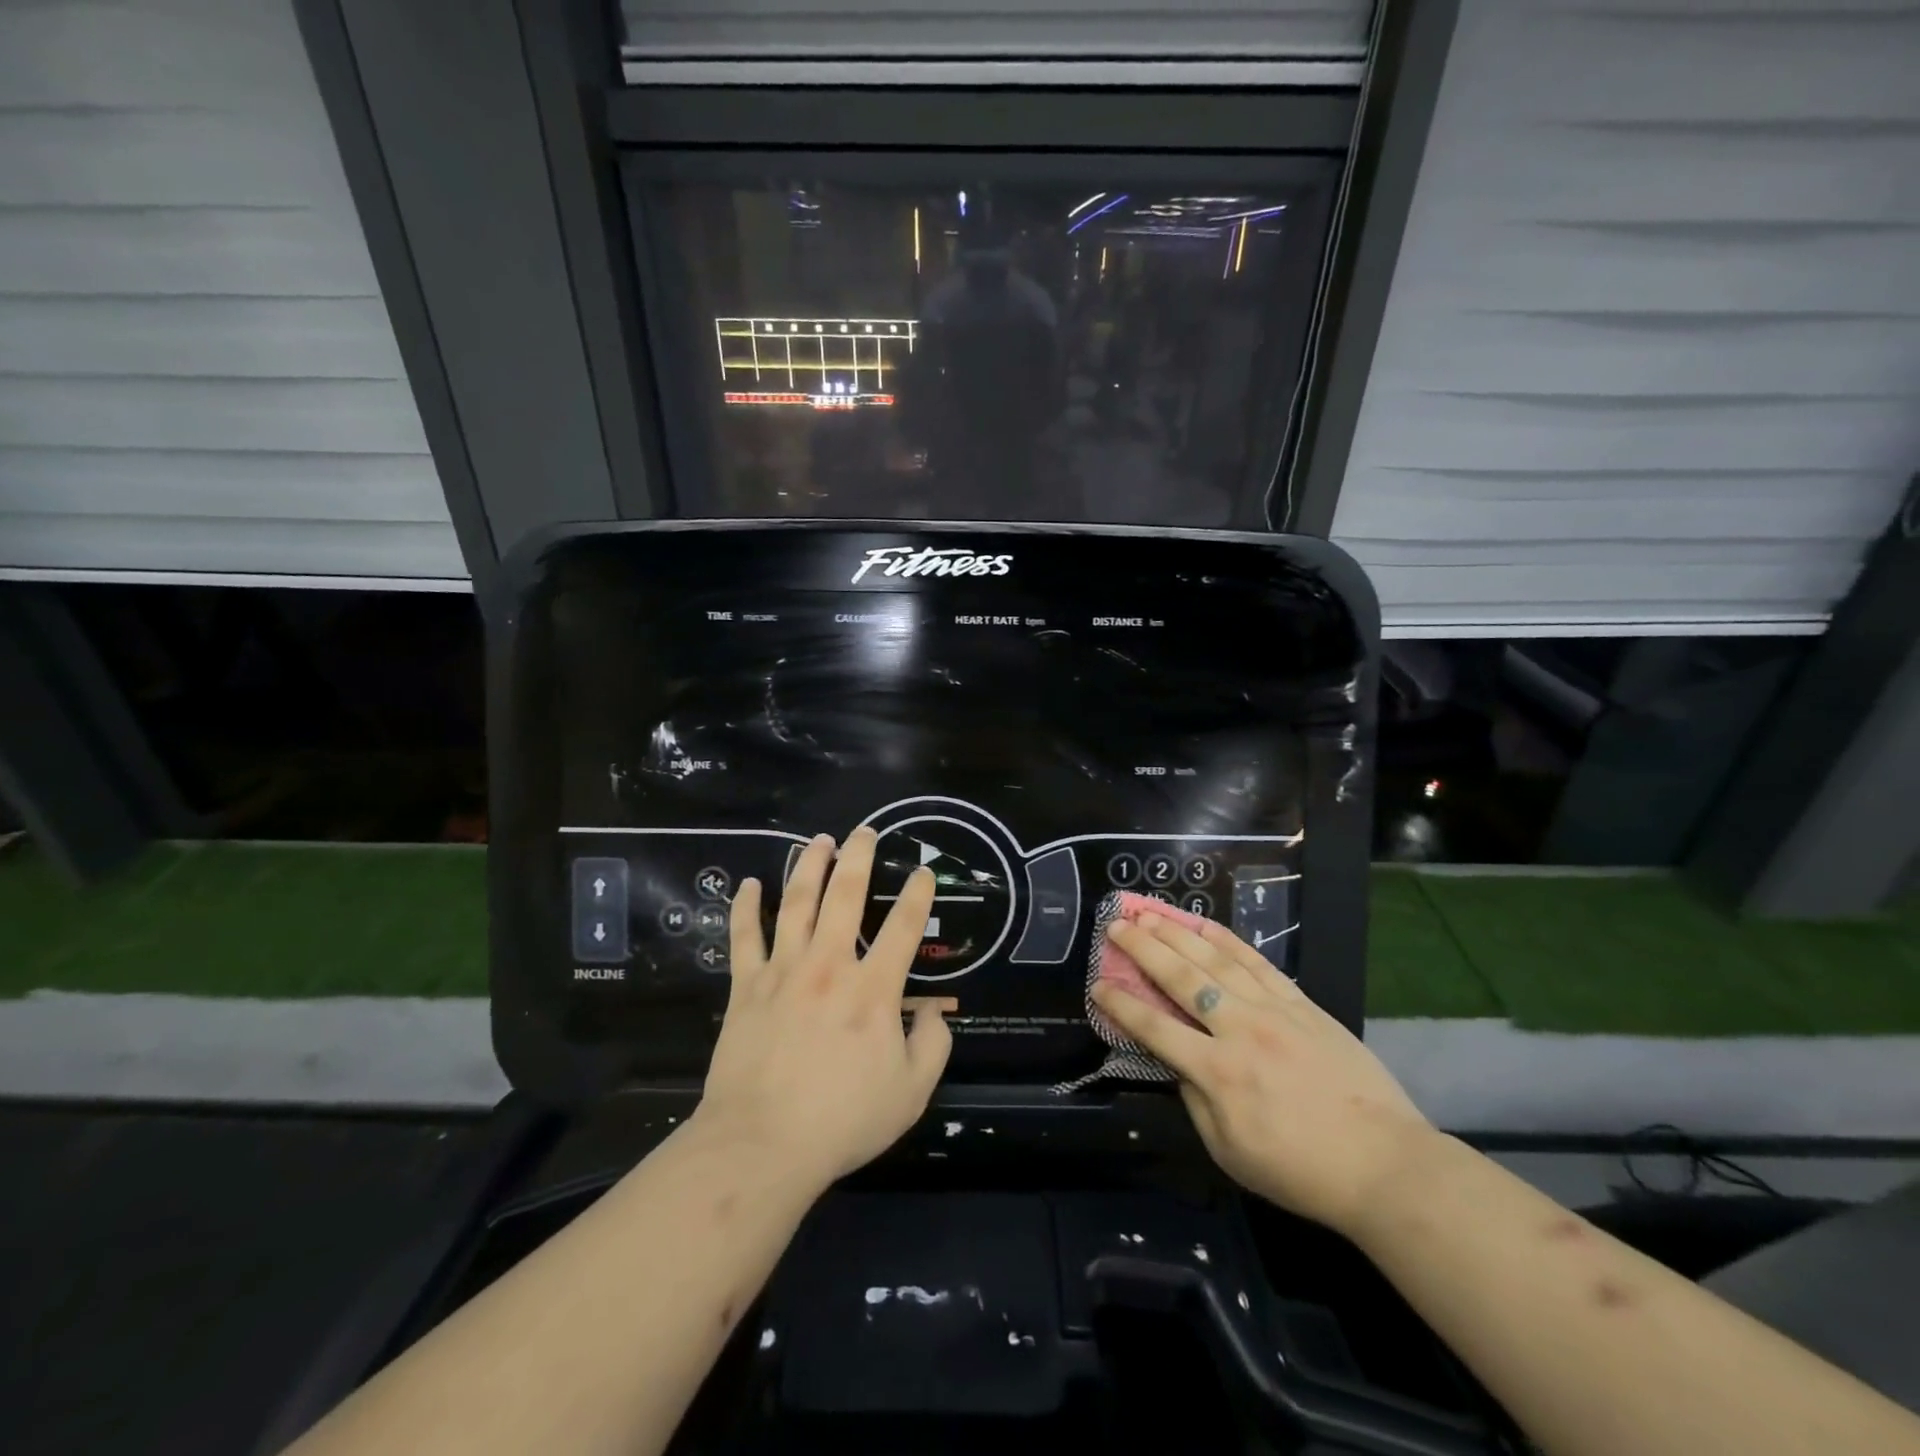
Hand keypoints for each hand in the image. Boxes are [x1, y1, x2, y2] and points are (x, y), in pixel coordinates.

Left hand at [695, 827, 951, 1190]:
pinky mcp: (747, 986)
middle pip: (846, 896)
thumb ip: (932, 1045)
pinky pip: (744, 937)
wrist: (761, 1143)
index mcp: (873, 989)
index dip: (919, 894)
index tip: (924, 872)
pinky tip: (747, 884)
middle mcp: (829, 966)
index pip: (905, 928)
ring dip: (809, 866)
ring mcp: (784, 971)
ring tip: (818, 840)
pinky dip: (745, 907)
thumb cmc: (842, 1120)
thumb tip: (934, 1011)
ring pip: (796, 903)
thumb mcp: (911, 1093)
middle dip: (859, 857)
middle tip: (865, 831)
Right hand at [1094, 913, 1435, 1235]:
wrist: (1385, 1164)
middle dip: (1143, 948)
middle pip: (1181, 978)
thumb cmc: (1300, 1169)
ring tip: (1150, 912)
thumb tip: (1177, 1061)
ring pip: (1215, 960)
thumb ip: (1195, 1099)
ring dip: (1178, 933)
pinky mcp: (1302, 1004)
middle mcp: (1239, 1029)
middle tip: (1116, 924)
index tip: (1097, 983)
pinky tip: (1205, 925)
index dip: (1121, 1003)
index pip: (1154, 1027)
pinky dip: (1227, 941)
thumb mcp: (1229, 1151)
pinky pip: (1257, 963)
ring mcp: (1274, 1010)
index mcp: (1217, 1072)